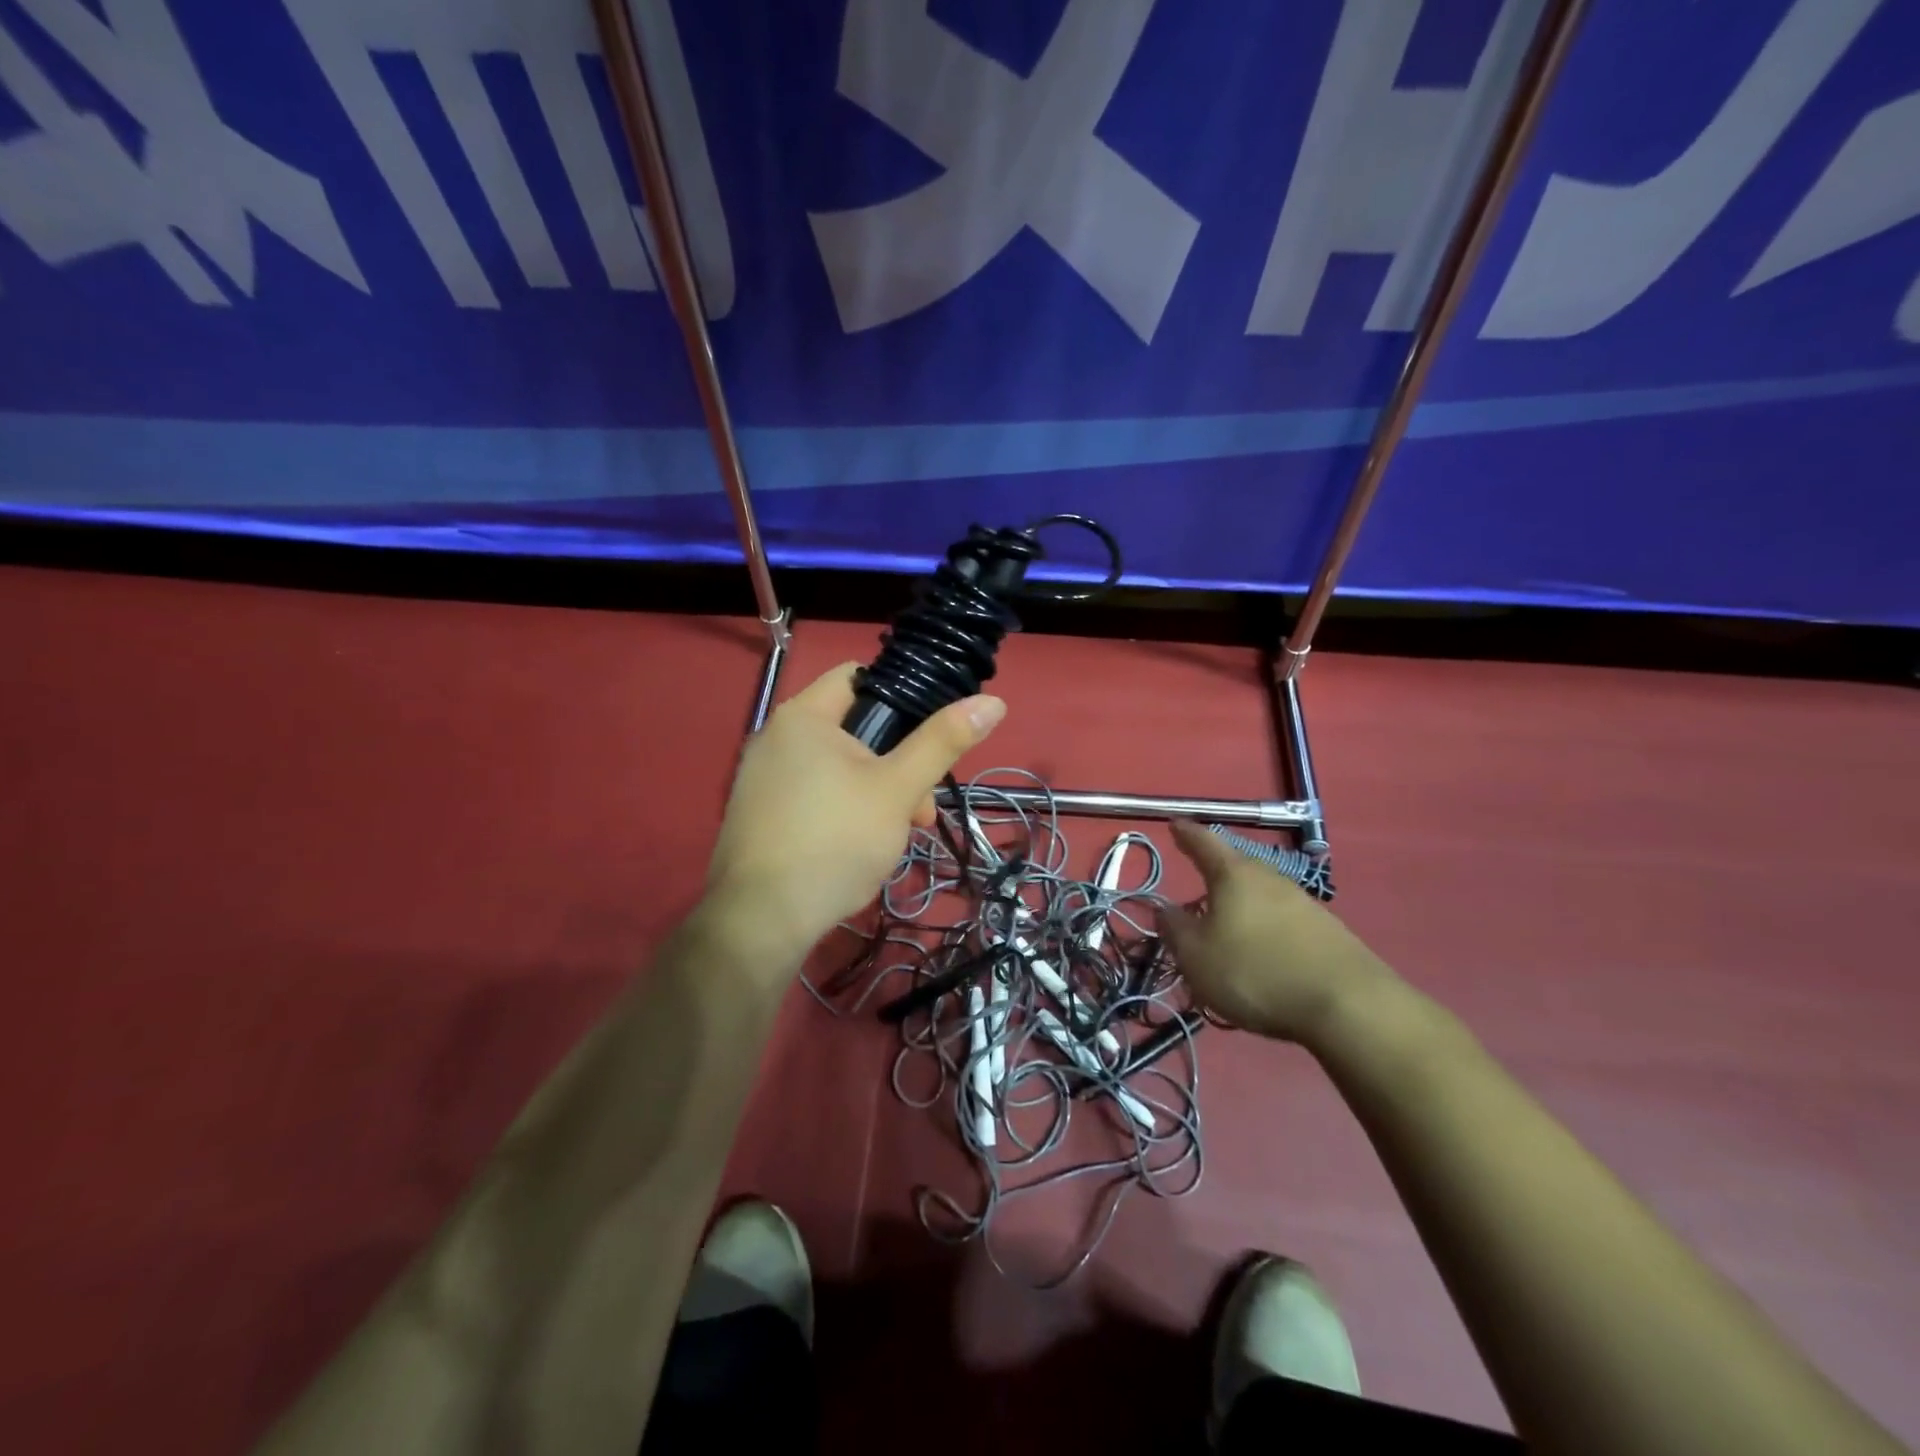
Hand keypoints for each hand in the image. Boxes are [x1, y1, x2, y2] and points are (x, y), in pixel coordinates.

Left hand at [705, 663, 1005, 957]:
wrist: (762, 919)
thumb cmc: (836, 840)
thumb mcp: (898, 788)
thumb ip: (942, 742)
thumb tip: (992, 702)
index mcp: (802, 716)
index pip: (857, 677)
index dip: (900, 697)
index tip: (927, 736)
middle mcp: (773, 737)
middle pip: (852, 729)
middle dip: (896, 765)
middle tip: (920, 809)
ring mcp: (759, 779)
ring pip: (836, 769)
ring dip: (875, 794)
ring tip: (895, 836)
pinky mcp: (757, 815)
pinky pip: (811, 795)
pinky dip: (841, 811)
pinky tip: (856, 848)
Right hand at [1160, 820, 1405, 1046]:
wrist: (1347, 1005)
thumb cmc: (1255, 972)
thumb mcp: (1196, 957)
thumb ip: (1175, 929)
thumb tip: (1164, 908)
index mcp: (1233, 875)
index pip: (1204, 842)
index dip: (1186, 834)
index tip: (1174, 823)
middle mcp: (1270, 878)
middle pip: (1236, 866)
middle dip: (1215, 874)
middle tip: (1197, 885)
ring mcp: (1303, 902)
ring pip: (1260, 893)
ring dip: (1241, 905)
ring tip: (1227, 926)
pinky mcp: (1326, 931)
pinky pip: (1282, 919)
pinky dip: (1265, 927)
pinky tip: (1262, 952)